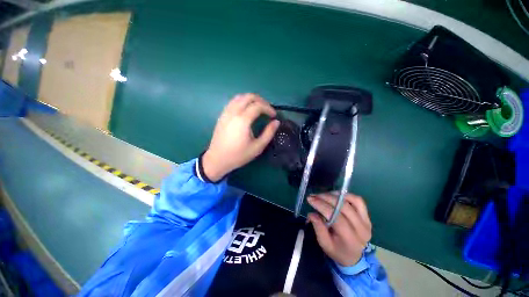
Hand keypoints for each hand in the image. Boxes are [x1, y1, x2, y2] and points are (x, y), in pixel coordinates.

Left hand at [202, 93, 279, 181]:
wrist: (217, 159)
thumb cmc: (238, 155)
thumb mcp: (257, 147)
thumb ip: (269, 133)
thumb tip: (276, 122)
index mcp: (243, 120)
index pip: (258, 106)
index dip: (268, 108)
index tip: (274, 116)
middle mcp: (233, 112)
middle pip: (248, 97)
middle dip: (261, 100)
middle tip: (267, 109)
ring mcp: (226, 113)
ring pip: (239, 97)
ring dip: (251, 99)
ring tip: (258, 108)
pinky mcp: (222, 115)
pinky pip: (233, 102)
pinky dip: (242, 101)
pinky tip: (246, 110)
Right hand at [308, 193, 371, 266]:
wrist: (354, 257)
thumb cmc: (337, 250)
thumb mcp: (324, 244)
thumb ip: (318, 228)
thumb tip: (312, 213)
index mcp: (350, 239)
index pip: (336, 217)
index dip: (322, 205)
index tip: (310, 199)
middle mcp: (361, 229)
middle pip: (343, 207)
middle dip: (326, 198)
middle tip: (314, 195)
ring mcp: (366, 221)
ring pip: (352, 201)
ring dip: (335, 195)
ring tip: (323, 195)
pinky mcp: (367, 216)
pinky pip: (358, 200)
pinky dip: (346, 195)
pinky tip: (335, 196)